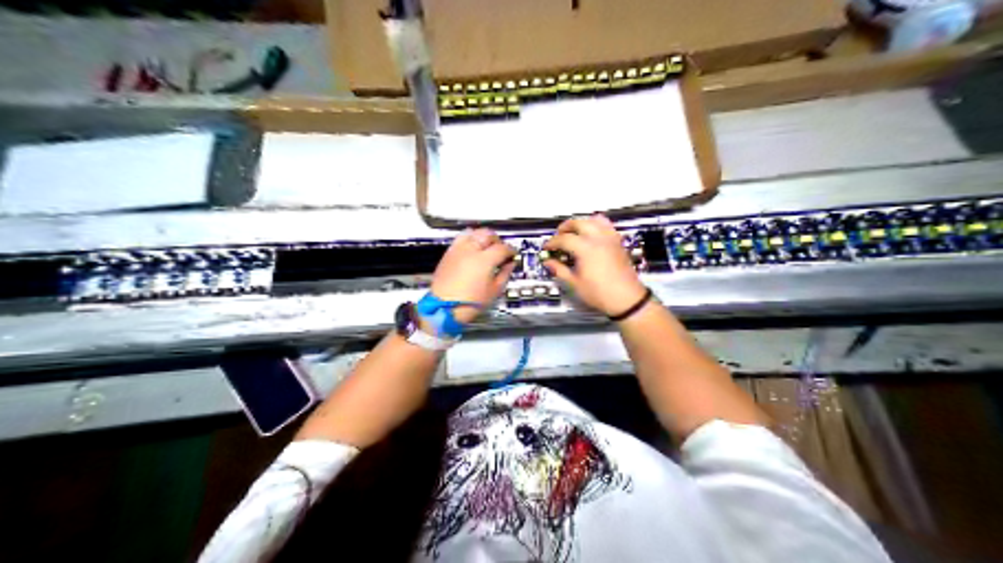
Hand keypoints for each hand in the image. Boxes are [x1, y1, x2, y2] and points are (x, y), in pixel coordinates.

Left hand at [429, 227, 512, 323]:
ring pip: (473, 232)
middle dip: (497, 240)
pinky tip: (472, 249)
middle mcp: (471, 250)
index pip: (503, 247)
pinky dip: (469, 239)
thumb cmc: (470, 303)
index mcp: (485, 260)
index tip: (513, 255)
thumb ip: (505, 274)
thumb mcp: (494, 291)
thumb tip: (510, 264)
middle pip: (488, 234)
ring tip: (486, 246)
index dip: (511, 250)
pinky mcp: (448, 253)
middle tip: (501, 249)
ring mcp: (458, 250)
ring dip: (483, 236)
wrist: (444, 308)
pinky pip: (460, 238)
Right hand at [545, 213, 645, 313]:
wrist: (627, 299)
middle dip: (565, 227)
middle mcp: (598, 239)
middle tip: (558, 237)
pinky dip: (597, 225)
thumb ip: (560, 270)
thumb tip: (548, 262)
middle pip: (579, 223)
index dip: (553, 242)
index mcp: (586, 249)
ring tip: (575, 232)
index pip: (564, 238)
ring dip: (582, 223)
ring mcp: (610, 239)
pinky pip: (607, 225)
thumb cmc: (600, 293)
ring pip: (594, 220)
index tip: (547, 248)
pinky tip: (592, 235)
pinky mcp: (618, 242)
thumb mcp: (576, 284)